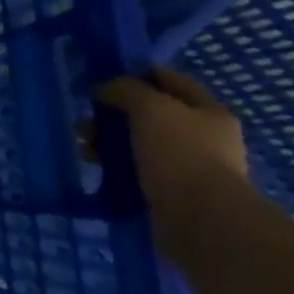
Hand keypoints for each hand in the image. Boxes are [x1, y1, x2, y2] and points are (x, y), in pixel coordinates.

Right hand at [95, 67, 246, 210]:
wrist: (201, 220)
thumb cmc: (180, 154)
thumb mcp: (151, 108)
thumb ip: (126, 89)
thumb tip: (106, 88)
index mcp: (208, 111)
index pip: (169, 80)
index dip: (137, 74)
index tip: (102, 77)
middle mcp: (202, 137)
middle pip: (149, 113)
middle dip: (114, 113)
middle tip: (86, 119)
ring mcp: (187, 166)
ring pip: (138, 142)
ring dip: (108, 140)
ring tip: (84, 146)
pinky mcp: (170, 191)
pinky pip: (135, 169)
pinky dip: (113, 165)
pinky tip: (95, 166)